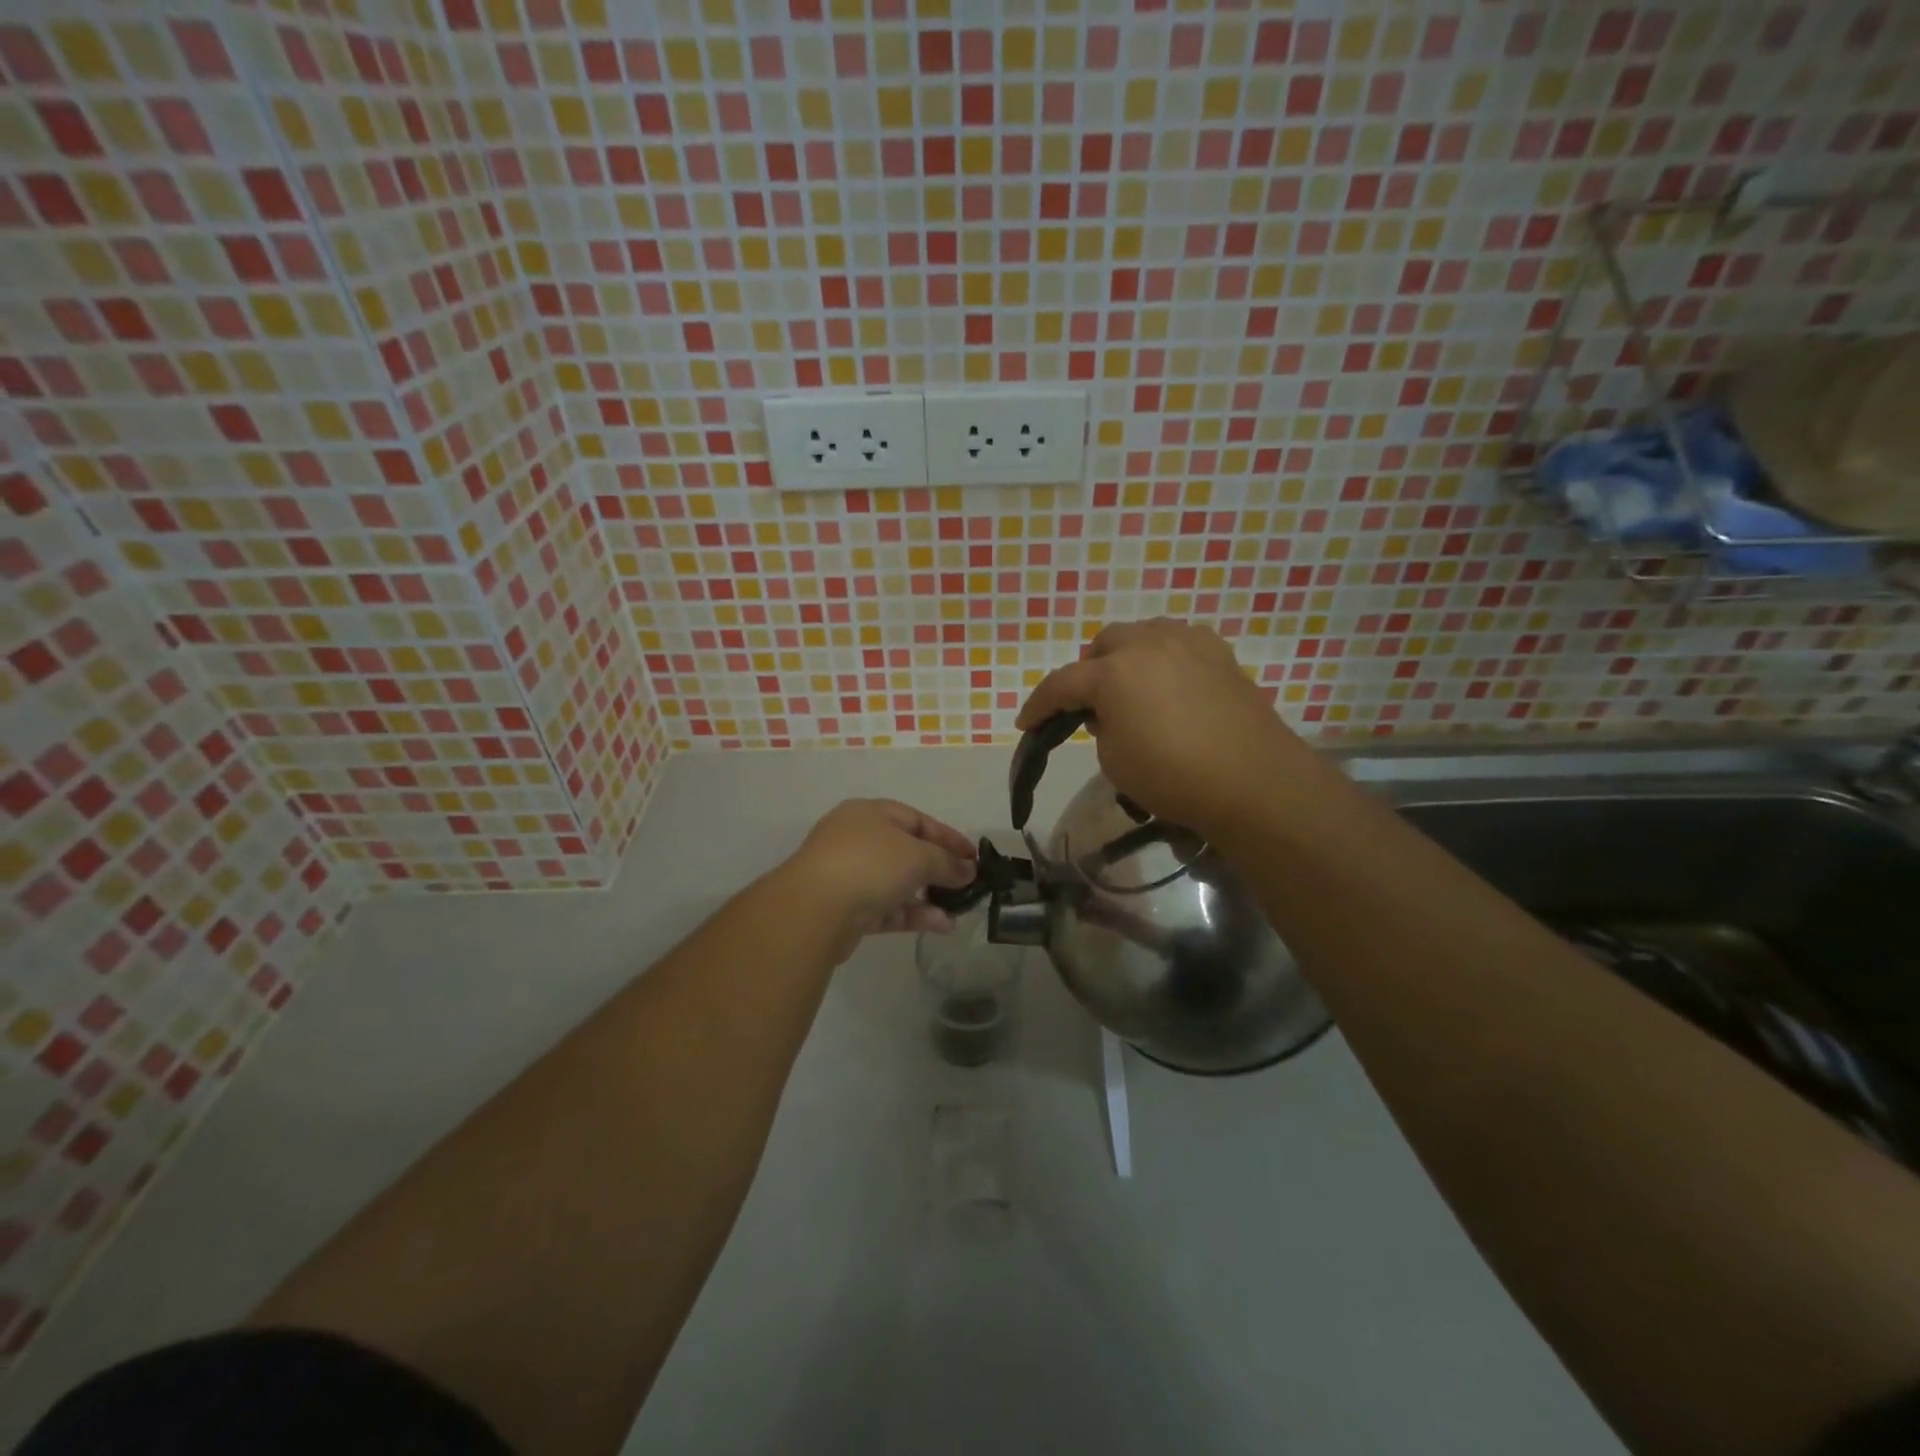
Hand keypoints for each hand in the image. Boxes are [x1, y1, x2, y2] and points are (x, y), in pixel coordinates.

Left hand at [780, 799, 977, 943]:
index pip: (917, 820)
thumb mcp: (918, 856)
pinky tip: (941, 925)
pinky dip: (913, 914)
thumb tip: (969, 870)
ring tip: (959, 910)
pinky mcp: (847, 909)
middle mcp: (856, 839)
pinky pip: (887, 908)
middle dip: (939, 869)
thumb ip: (947, 863)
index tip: (974, 857)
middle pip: (907, 852)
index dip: (948, 837)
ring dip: (929, 896)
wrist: (814, 909)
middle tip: (968, 884)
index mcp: (869, 813)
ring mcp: (849, 875)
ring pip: (897, 883)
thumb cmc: (870, 864)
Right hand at [1016, 618, 1309, 837]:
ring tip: (1132, 687)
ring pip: (1143, 633)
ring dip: (1127, 656)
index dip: (1039, 705)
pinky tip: (1172, 681)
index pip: (1061, 683)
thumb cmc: (1174, 777)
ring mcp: (1189, 643)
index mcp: (1114, 672)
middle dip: (1089, 671)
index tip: (1027, 724)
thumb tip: (1109, 713)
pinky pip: (1181, 641)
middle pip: (1104, 644)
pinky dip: (1165, 656)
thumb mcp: (1114, 761)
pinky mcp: (1221, 655)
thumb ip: (1100, 728)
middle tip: (1091, 706)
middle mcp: (1148, 645)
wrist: (1253, 782)